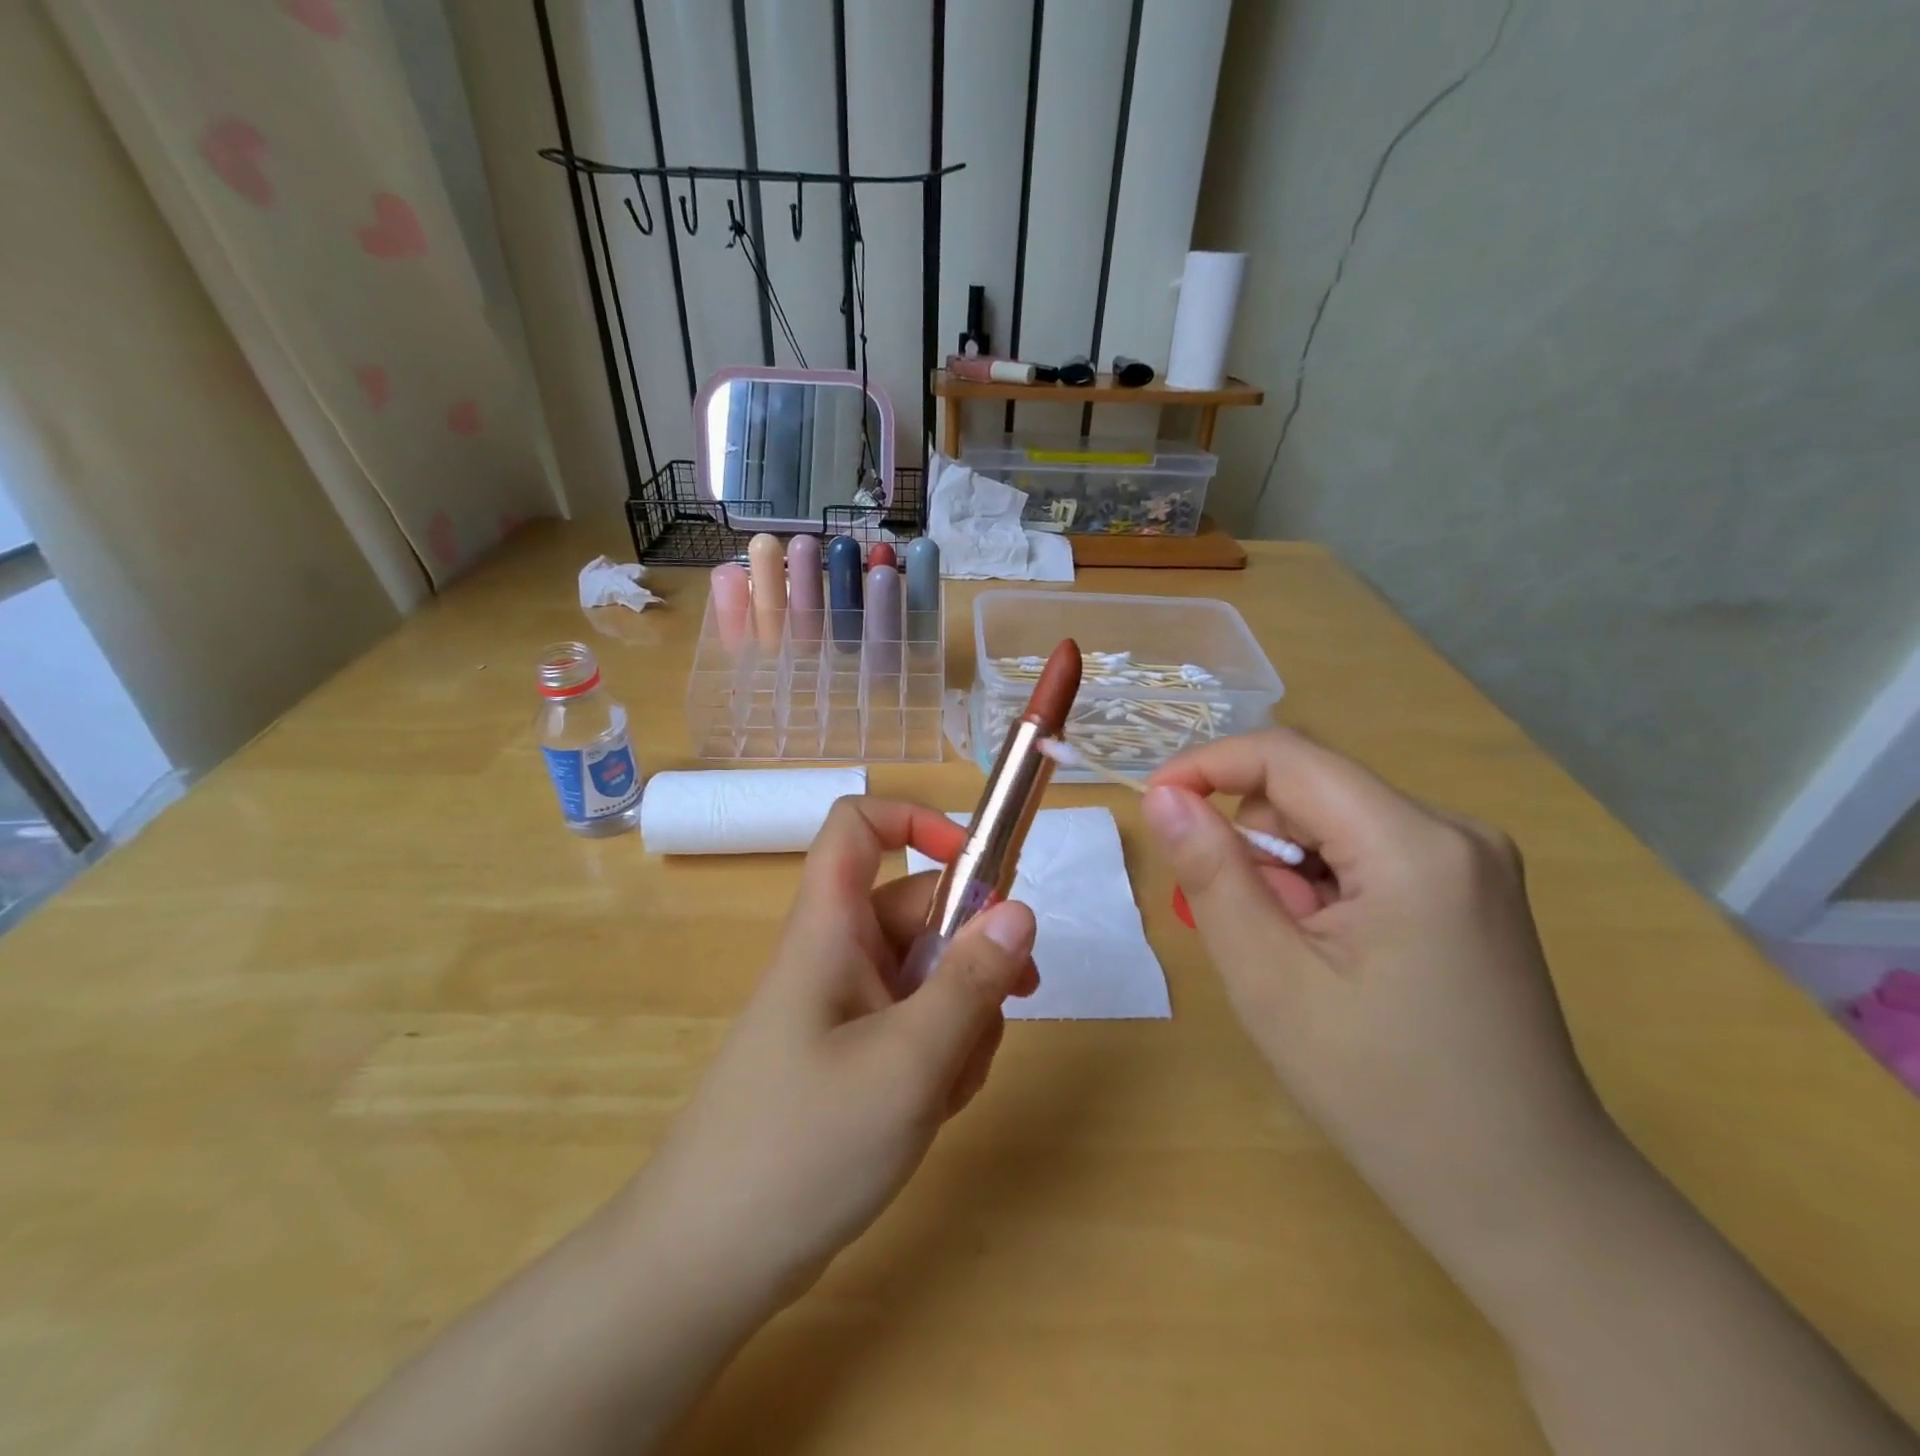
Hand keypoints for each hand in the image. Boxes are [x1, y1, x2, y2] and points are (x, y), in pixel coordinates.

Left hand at [633, 796, 1038, 1312]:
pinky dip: (939, 1054)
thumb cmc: (804, 1145)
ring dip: (962, 1017)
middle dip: (972, 951)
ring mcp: (845, 1007)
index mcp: (830, 928)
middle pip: (918, 911)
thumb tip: (1020, 910)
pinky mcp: (851, 1054)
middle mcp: (837, 954)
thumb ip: (970, 982)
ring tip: (954, 1083)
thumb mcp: (907, 1062)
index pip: (859, 826)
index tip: (979, 866)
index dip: (916, 821)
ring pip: (926, 976)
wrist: (710, 1261)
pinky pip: (913, 1026)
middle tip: (1016, 1000)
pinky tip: (936, 1107)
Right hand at [1142, 729, 1617, 1254]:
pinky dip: (1320, 884)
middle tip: (1248, 928)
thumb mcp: (1271, 981)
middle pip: (1311, 788)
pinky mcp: (1468, 887)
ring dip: (1285, 868)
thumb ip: (1212, 875)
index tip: (1154, 808)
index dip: (1207, 766)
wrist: (1525, 1197)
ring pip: (1332, 819)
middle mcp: (1454, 829)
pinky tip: (1331, 952)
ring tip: (1295, 953)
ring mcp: (1470, 858)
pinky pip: (1363, 850)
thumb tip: (1164, 798)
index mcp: (1415, 845)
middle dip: (1253, 841)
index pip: (1287, 756)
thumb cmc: (1386, 1094)